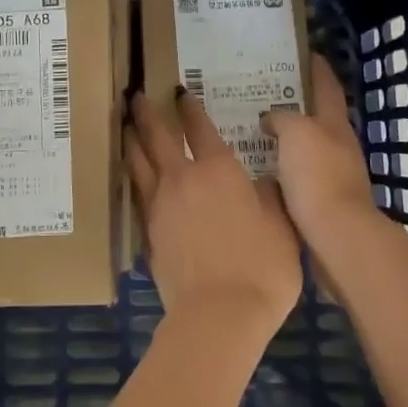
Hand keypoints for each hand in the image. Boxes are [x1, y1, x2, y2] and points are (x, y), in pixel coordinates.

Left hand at [125, 88, 301, 339]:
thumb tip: (265, 180)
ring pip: (138, 162)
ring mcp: (160, 205)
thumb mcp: (282, 226)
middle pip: (157, 136)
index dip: (189, 107)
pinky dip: (132, 177)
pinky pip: (137, 193)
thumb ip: (270, 197)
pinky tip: (131, 176)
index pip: (199, 127)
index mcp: (218, 169)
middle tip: (135, 95)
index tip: (179, 91)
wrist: (219, 315)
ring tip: (125, 125)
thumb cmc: (261, 267)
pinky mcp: (148, 232)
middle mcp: (182, 178)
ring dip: (131, 140)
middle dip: (146, 113)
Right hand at [260, 54, 383, 254]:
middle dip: (295, 103)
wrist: (336, 236)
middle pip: (317, 116)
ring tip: (253, 130)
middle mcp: (338, 145)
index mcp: (335, 123)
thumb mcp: (296, 133)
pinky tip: (259, 169)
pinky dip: (280, 167)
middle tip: (262, 92)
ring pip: (305, 146)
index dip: (316, 67)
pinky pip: (296, 175)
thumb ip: (282, 118)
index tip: (302, 51)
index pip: (326, 85)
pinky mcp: (321, 202)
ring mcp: (333, 174)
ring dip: (285, 138)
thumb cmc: (318, 176)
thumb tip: (271, 118)